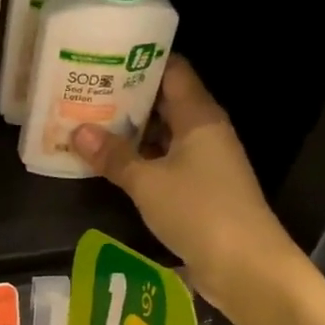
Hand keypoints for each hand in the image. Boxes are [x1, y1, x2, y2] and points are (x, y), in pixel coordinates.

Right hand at [73, 59, 303, 315]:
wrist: (246, 265)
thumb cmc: (199, 211)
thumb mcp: (148, 183)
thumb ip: (114, 157)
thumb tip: (78, 132)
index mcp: (199, 116)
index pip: (172, 71)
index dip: (139, 61)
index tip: (102, 59)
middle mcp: (205, 133)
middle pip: (165, 103)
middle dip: (127, 99)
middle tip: (84, 93)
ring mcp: (205, 163)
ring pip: (164, 136)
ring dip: (131, 134)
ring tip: (89, 125)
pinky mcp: (201, 191)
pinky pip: (166, 164)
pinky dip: (141, 161)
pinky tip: (111, 165)